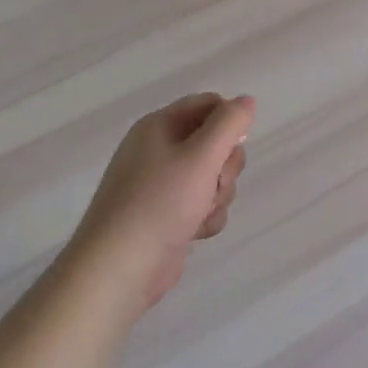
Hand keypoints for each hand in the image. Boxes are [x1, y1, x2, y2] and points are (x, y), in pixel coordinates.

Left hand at [73, 93, 255, 308]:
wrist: (120, 267)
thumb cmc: (160, 202)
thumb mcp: (201, 156)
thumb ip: (229, 124)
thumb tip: (247, 100)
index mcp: (159, 126)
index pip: (208, 104)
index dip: (229, 122)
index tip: (234, 146)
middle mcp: (159, 150)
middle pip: (215, 142)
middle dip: (225, 166)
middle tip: (215, 183)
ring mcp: (163, 184)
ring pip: (213, 177)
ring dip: (218, 195)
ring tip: (201, 213)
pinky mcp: (168, 214)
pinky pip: (203, 204)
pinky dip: (206, 217)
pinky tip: (195, 232)